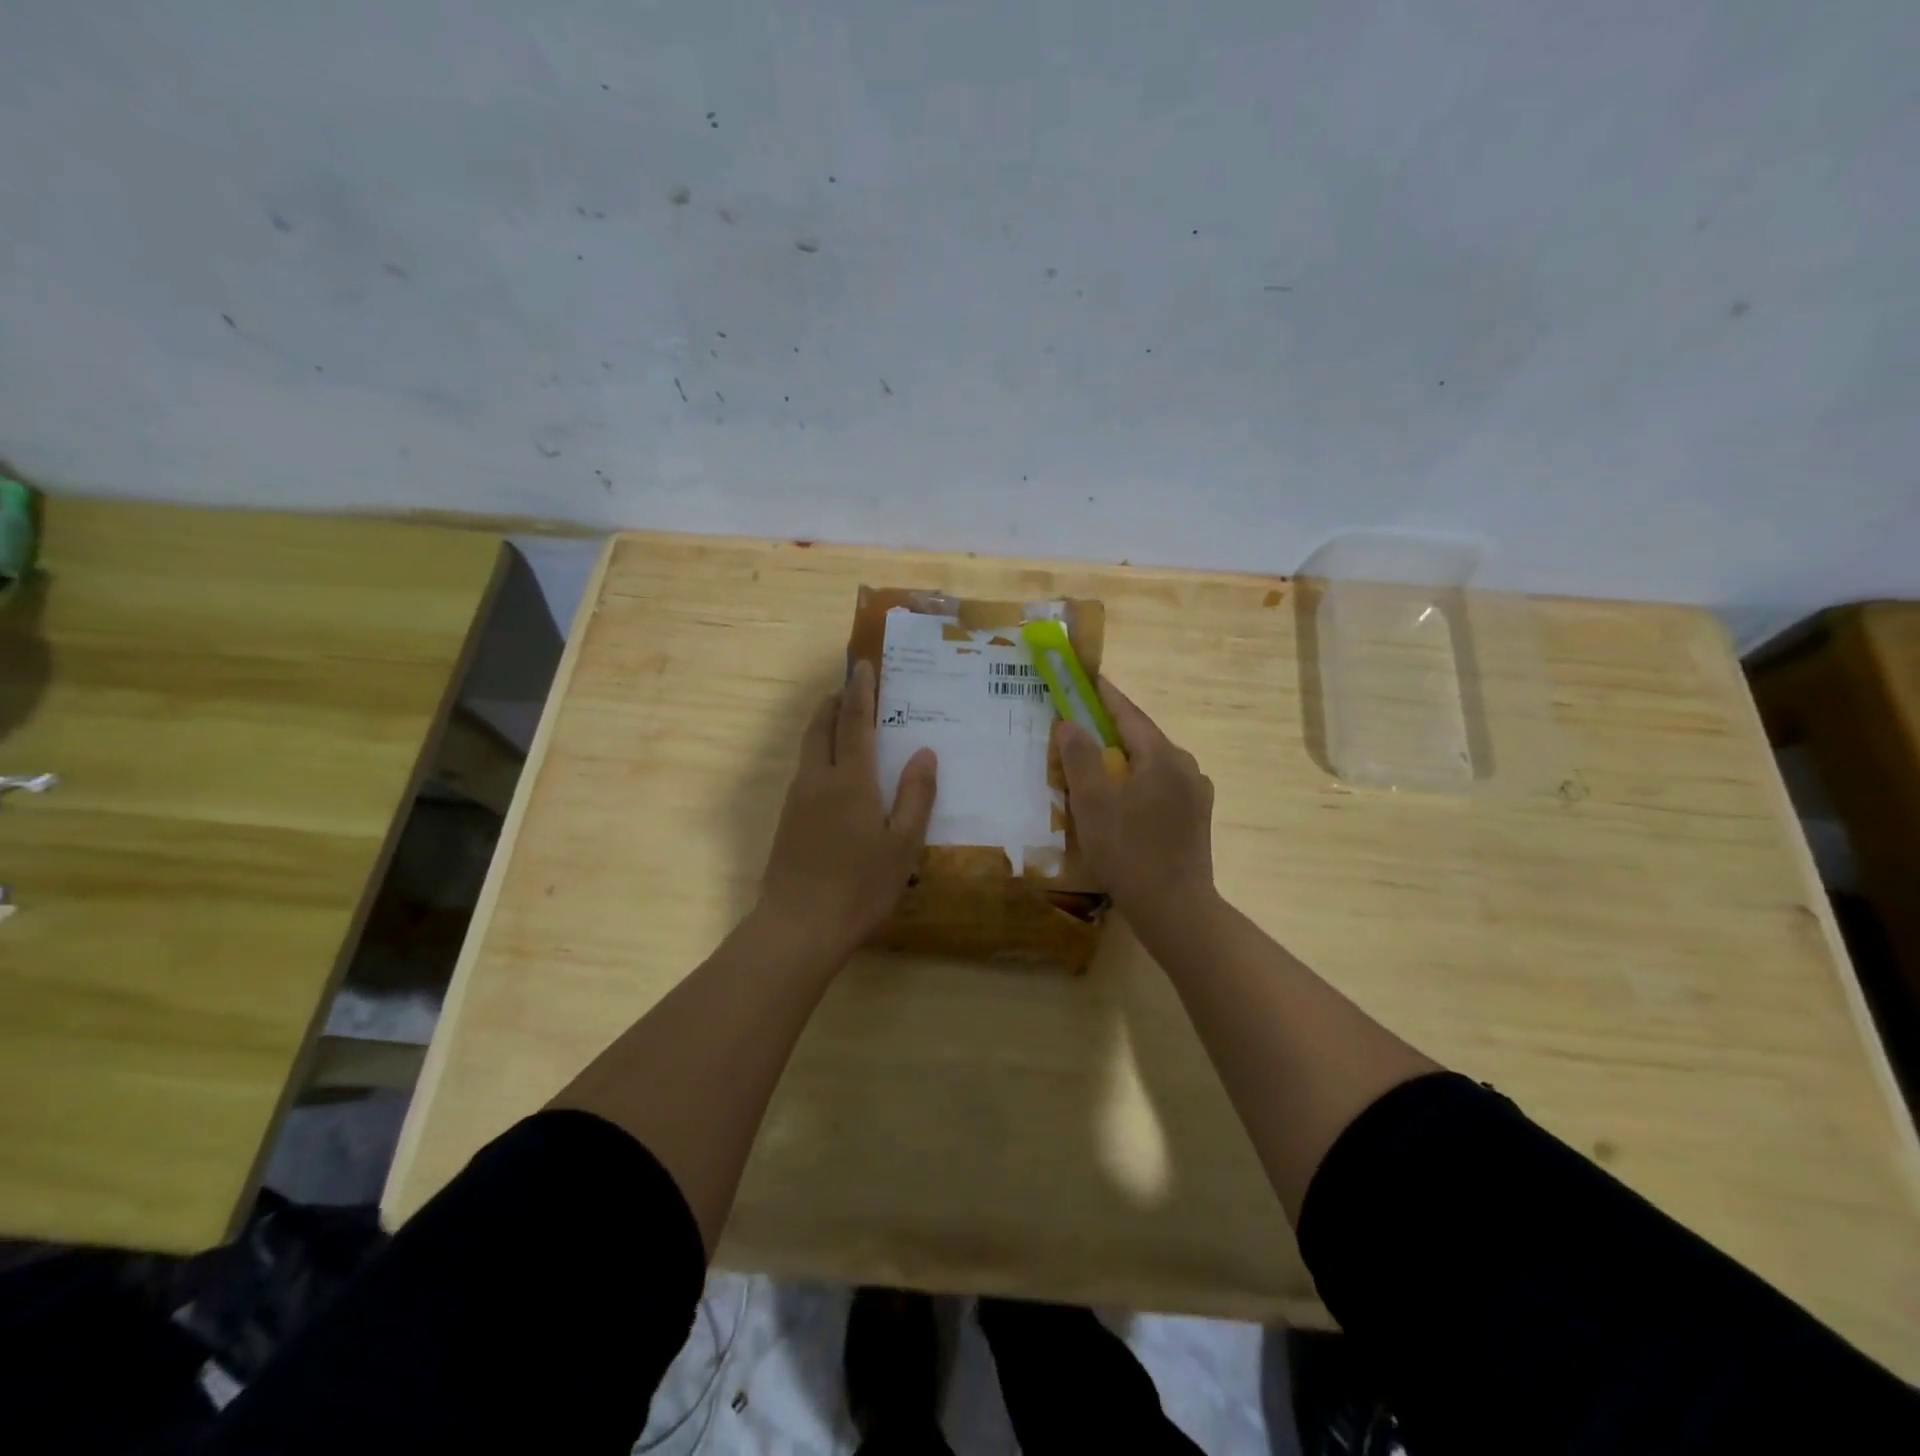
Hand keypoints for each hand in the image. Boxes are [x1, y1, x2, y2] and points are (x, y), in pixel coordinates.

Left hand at [758, 660, 936, 959]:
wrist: (797, 928)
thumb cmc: (859, 886)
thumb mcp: (903, 845)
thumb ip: (916, 796)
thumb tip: (925, 752)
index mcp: (850, 780)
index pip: (854, 721)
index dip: (860, 690)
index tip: (863, 665)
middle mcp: (817, 779)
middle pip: (820, 726)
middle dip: (835, 702)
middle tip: (852, 690)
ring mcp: (796, 800)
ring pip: (808, 748)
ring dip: (824, 727)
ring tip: (845, 725)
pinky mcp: (786, 820)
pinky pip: (804, 771)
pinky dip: (819, 754)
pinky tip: (835, 775)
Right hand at [1055, 679, 1215, 924]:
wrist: (1175, 908)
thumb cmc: (1128, 850)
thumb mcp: (1093, 802)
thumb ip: (1080, 757)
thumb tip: (1070, 723)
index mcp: (1162, 756)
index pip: (1128, 713)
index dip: (1103, 694)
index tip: (1085, 677)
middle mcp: (1185, 766)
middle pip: (1142, 737)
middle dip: (1110, 728)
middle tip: (1079, 723)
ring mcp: (1195, 792)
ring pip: (1152, 763)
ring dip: (1124, 757)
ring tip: (1095, 764)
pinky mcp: (1196, 816)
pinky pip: (1161, 785)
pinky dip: (1138, 781)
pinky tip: (1122, 799)